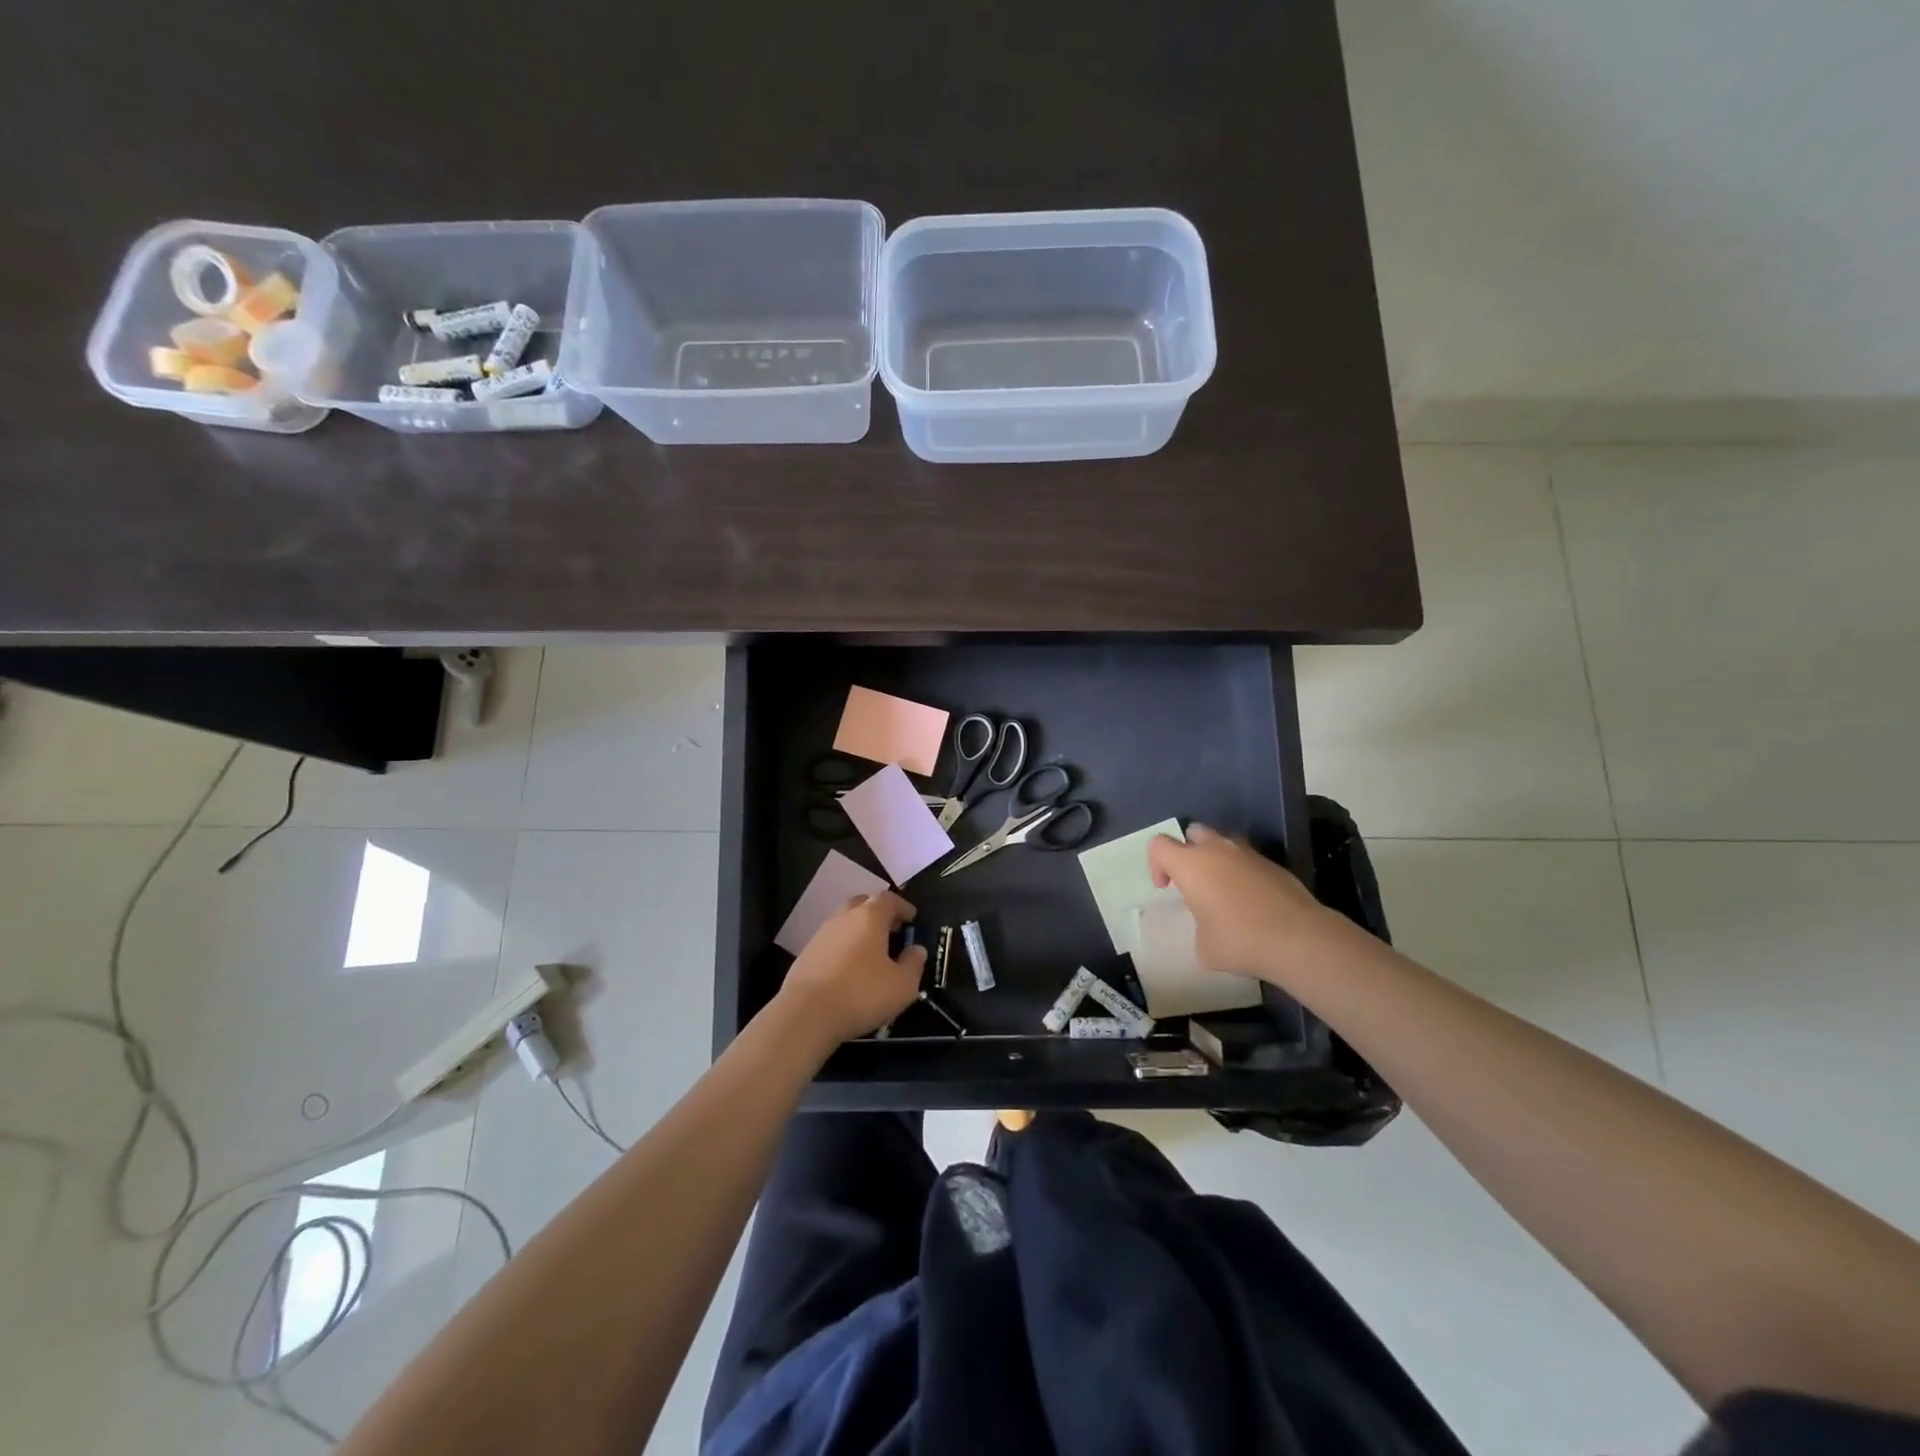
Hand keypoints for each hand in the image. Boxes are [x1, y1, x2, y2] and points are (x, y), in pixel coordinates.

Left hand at [778, 893, 926, 1046]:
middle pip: (863, 904)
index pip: (888, 899)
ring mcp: (821, 935)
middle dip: (878, 913)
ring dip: (859, 931)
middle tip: (891, 930)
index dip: (903, 906)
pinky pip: (831, 943)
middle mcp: (843, 918)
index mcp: (869, 917)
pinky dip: (844, 948)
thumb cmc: (861, 994)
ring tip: (872, 953)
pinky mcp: (805, 955)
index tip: (912, 918)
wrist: (806, 1014)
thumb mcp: (902, 985)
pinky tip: (850, 969)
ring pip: (845, 923)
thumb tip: (916, 950)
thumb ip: (913, 964)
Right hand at [1147, 824, 1347, 984]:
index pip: (1159, 844)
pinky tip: (1250, 902)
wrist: (1298, 938)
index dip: (1156, 864)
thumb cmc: (1239, 940)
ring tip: (1222, 890)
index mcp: (1191, 864)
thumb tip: (1210, 931)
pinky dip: (1242, 873)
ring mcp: (1249, 854)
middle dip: (1187, 850)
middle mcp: (1217, 850)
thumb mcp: (1204, 947)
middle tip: (1193, 881)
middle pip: (1193, 831)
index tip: (1166, 888)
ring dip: (1217, 859)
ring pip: (1223, 842)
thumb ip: (1199, 929)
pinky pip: (1248, 860)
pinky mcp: (1274, 864)